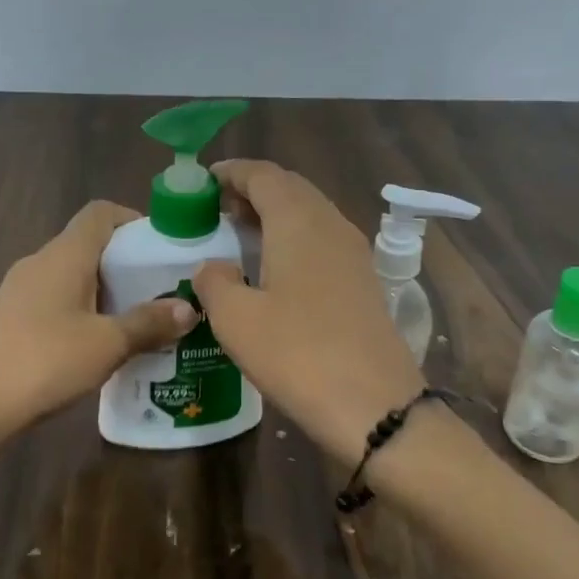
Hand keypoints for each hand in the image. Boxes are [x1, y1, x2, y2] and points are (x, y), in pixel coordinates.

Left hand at [0, 201, 195, 471]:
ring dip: (108, 293)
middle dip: (129, 264)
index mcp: (64, 255)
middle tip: (164, 292)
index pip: (101, 213)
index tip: (164, 248)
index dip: (134, 220)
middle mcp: (40, 263)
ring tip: (142, 323)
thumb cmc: (42, 363)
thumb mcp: (106, 345)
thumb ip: (149, 323)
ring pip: (74, 278)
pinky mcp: (11, 321)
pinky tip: (103, 348)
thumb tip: (190, 307)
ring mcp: (21, 292)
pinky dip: (85, 314)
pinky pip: (58, 303)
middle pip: (90, 245)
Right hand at [192, 160, 424, 466]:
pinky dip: (293, 238)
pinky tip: (275, 270)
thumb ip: (215, 281)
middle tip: (217, 210)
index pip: (263, 174)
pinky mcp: (363, 280)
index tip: (203, 182)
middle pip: (290, 187)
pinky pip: (322, 239)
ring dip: (274, 214)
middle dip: (252, 190)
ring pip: (309, 213)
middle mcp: (330, 224)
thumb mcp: (236, 320)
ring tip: (241, 236)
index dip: (232, 172)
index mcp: (298, 221)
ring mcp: (353, 252)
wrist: (376, 406)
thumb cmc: (298, 354)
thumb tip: (213, 267)